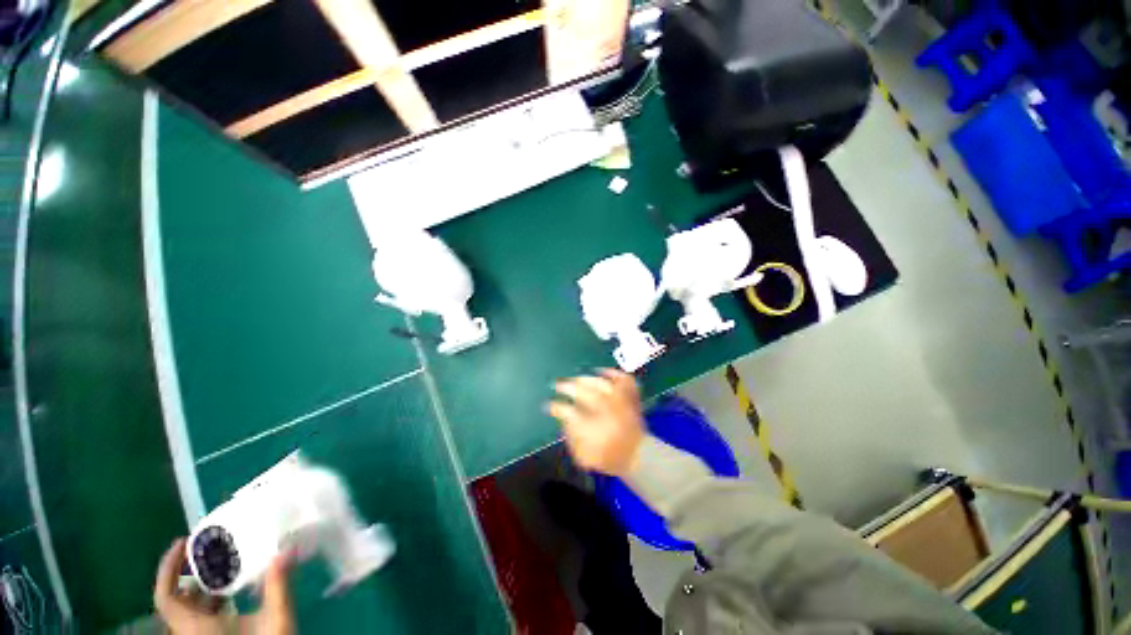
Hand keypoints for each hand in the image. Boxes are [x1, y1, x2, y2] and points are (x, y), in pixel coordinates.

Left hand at [154, 538, 294, 634]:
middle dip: (191, 573)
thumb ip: (278, 585)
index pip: (165, 598)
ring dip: (204, 586)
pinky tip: (232, 593)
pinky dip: (211, 600)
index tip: (183, 542)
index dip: (167, 569)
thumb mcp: (276, 619)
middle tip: (212, 549)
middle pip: (178, 600)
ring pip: (190, 610)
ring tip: (225, 566)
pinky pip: (201, 617)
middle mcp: (191, 633)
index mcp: (196, 628)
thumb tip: (286, 550)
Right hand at [546, 369, 645, 476]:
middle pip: (584, 392)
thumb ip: (570, 435)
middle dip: (568, 387)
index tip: (549, 405)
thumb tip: (562, 418)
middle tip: (558, 385)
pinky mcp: (631, 397)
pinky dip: (613, 373)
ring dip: (586, 379)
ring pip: (601, 383)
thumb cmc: (607, 456)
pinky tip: (603, 372)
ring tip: (577, 380)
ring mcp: (621, 402)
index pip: (568, 412)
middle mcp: (607, 412)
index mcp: (594, 429)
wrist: (637, 456)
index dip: (556, 407)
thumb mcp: (583, 455)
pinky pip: (624, 380)